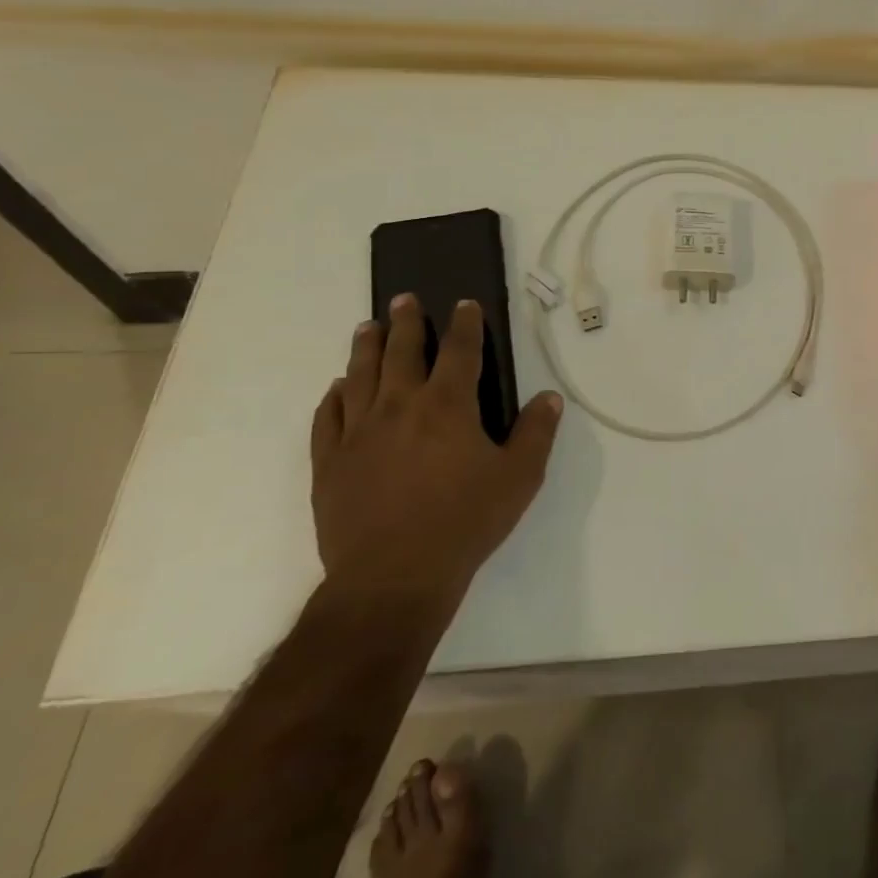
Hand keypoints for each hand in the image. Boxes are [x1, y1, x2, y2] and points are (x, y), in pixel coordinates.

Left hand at [310, 294, 561, 606]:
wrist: (393, 578)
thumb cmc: (465, 523)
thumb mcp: (519, 478)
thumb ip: (536, 433)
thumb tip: (549, 397)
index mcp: (448, 406)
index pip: (459, 351)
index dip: (465, 324)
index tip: (464, 304)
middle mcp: (400, 407)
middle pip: (401, 352)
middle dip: (406, 322)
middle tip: (404, 298)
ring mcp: (359, 433)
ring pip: (359, 376)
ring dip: (366, 348)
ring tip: (366, 327)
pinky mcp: (330, 462)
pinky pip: (328, 418)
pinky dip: (334, 397)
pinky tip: (337, 389)